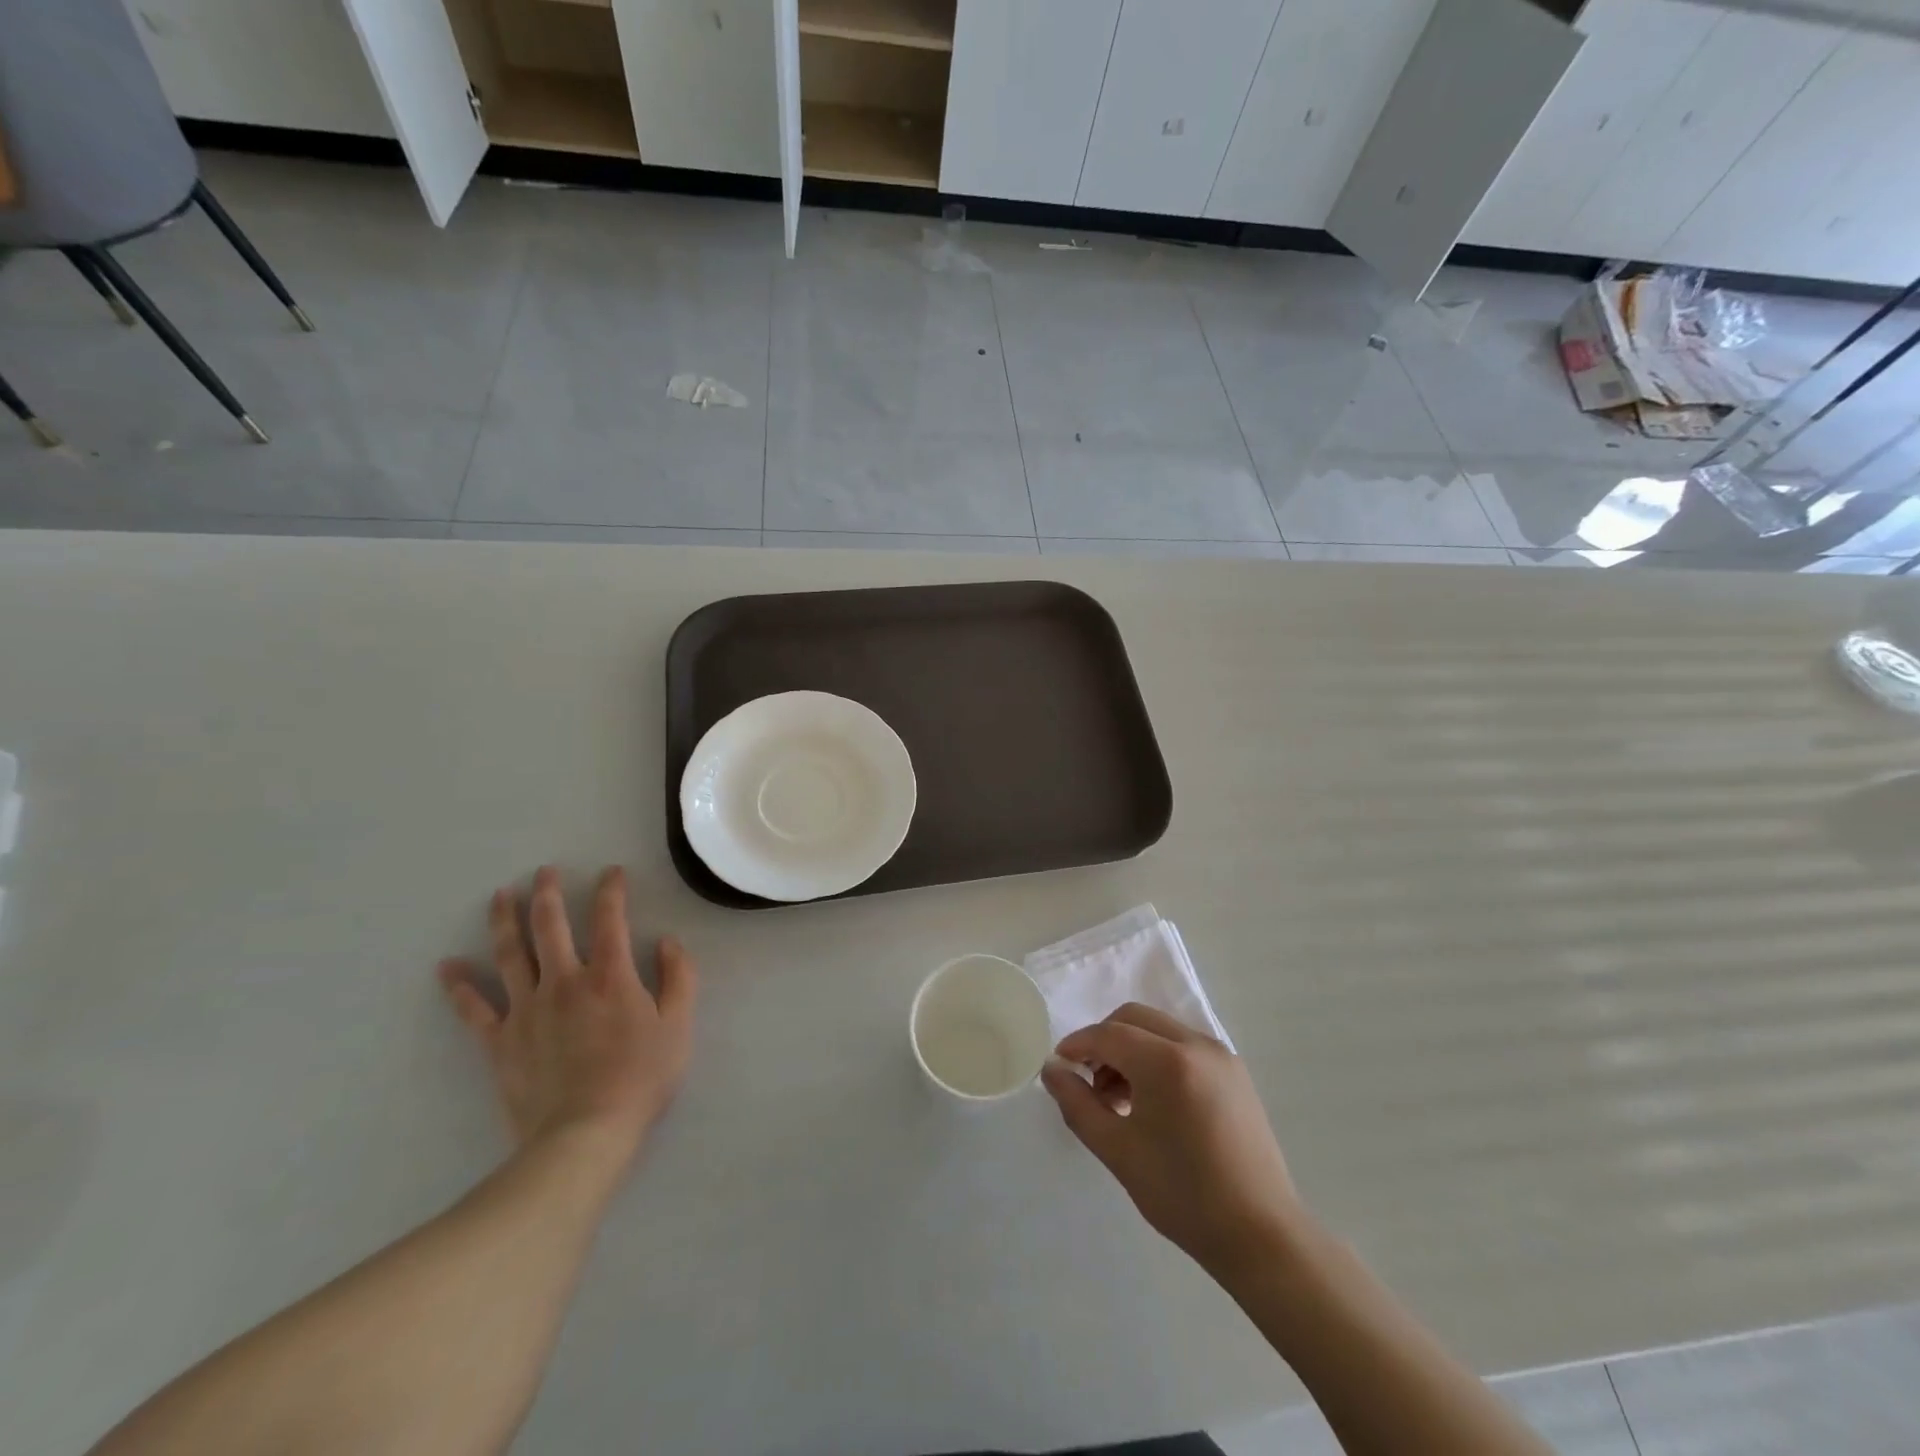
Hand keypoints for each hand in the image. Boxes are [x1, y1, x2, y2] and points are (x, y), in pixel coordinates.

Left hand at [438, 866, 696, 1168]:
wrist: (583, 1135)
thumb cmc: (640, 1078)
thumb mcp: (678, 1026)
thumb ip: (678, 978)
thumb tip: (667, 942)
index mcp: (610, 976)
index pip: (610, 919)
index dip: (611, 890)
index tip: (611, 872)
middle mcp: (564, 981)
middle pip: (550, 926)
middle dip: (548, 894)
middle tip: (543, 872)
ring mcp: (527, 1010)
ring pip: (510, 954)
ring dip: (503, 921)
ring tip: (499, 895)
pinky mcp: (500, 1041)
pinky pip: (474, 1008)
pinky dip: (459, 986)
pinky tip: (446, 966)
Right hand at [1043, 1004, 1304, 1275]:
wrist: (1260, 1235)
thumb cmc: (1182, 1195)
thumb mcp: (1117, 1150)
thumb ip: (1077, 1104)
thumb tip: (1052, 1070)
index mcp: (1166, 1062)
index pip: (1109, 1034)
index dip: (1078, 1045)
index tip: (1059, 1065)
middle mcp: (1196, 1045)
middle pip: (1134, 1019)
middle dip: (1104, 1042)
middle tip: (1090, 1083)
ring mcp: (1220, 1056)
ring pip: (1159, 1030)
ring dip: (1131, 1049)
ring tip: (1120, 1098)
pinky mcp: (1234, 1072)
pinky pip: (1183, 1046)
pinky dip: (1158, 1058)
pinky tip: (1153, 1102)